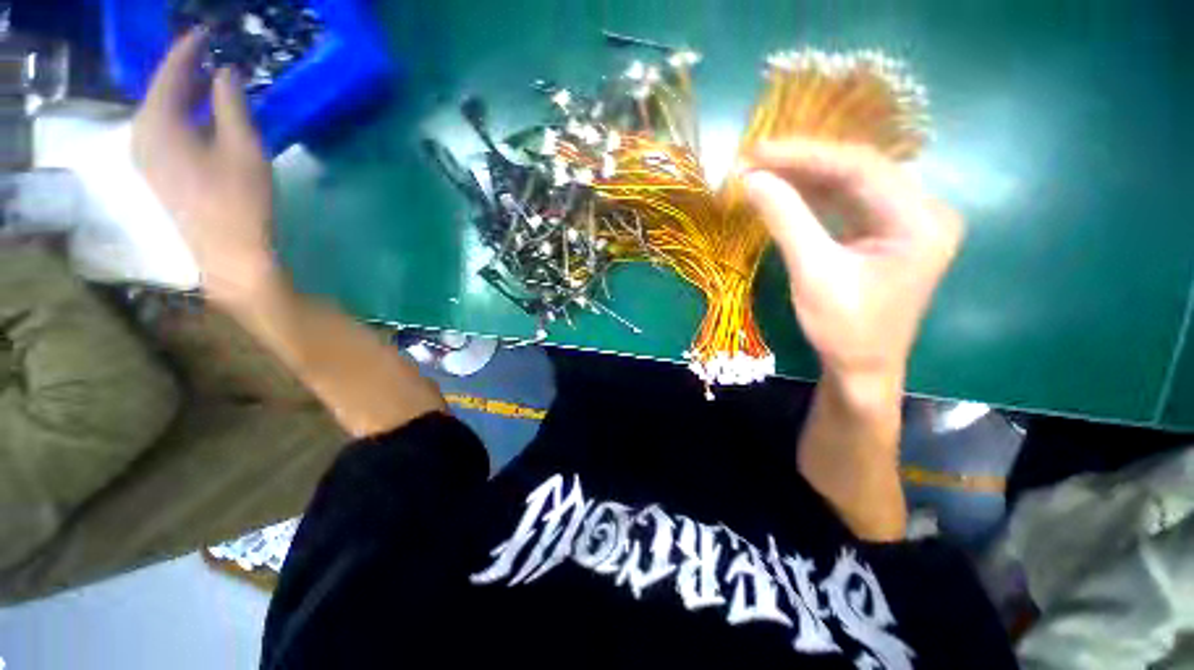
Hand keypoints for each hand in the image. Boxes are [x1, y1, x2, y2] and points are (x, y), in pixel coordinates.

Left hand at [132, 29, 276, 308]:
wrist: (229, 252)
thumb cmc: (239, 200)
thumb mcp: (243, 147)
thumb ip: (231, 104)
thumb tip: (225, 71)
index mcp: (157, 123)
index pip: (170, 72)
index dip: (189, 49)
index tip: (207, 31)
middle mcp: (142, 133)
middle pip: (161, 91)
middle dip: (186, 72)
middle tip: (212, 57)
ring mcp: (145, 155)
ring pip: (162, 111)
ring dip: (185, 95)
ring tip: (210, 84)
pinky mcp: (156, 171)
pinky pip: (164, 130)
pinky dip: (183, 116)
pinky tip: (202, 117)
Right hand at [743, 140, 962, 389]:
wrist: (861, 367)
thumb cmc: (844, 329)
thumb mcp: (813, 274)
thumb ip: (786, 221)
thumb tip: (750, 179)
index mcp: (920, 220)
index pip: (861, 168)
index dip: (805, 155)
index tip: (758, 151)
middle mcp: (921, 210)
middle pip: (858, 170)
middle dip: (803, 162)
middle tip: (755, 156)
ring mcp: (904, 219)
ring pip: (850, 182)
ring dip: (804, 176)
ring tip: (762, 168)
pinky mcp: (885, 231)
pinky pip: (847, 202)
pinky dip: (812, 195)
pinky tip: (784, 188)